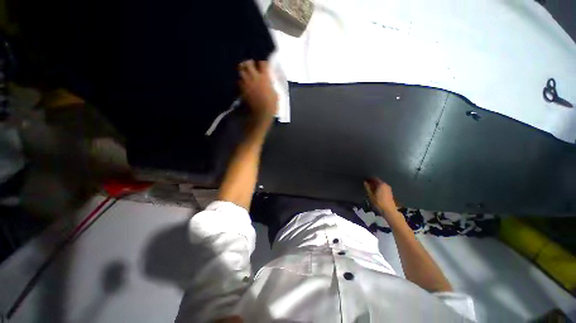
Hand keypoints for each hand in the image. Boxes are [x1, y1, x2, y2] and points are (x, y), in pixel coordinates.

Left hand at [238, 60, 277, 125]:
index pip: (262, 63)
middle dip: (250, 63)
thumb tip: (268, 81)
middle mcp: (254, 77)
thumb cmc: (272, 104)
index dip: (263, 63)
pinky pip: (239, 81)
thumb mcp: (275, 93)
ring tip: (246, 73)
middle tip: (252, 66)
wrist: (262, 113)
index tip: (264, 65)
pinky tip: (244, 83)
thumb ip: (270, 84)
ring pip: (241, 70)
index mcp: (264, 77)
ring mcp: (247, 83)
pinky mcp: (242, 90)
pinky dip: (241, 80)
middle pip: (248, 63)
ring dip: (243, 70)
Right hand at [364, 178, 401, 220]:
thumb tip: (365, 182)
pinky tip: (375, 192)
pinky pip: (382, 187)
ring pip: (380, 184)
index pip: (374, 178)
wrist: (389, 210)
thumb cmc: (378, 202)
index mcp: (381, 184)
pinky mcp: (389, 192)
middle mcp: (385, 184)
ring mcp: (388, 188)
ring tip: (370, 188)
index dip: (369, 179)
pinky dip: (378, 188)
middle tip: (366, 184)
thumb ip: (367, 187)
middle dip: (372, 182)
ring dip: (375, 185)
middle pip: (377, 181)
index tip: (365, 180)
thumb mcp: (371, 195)